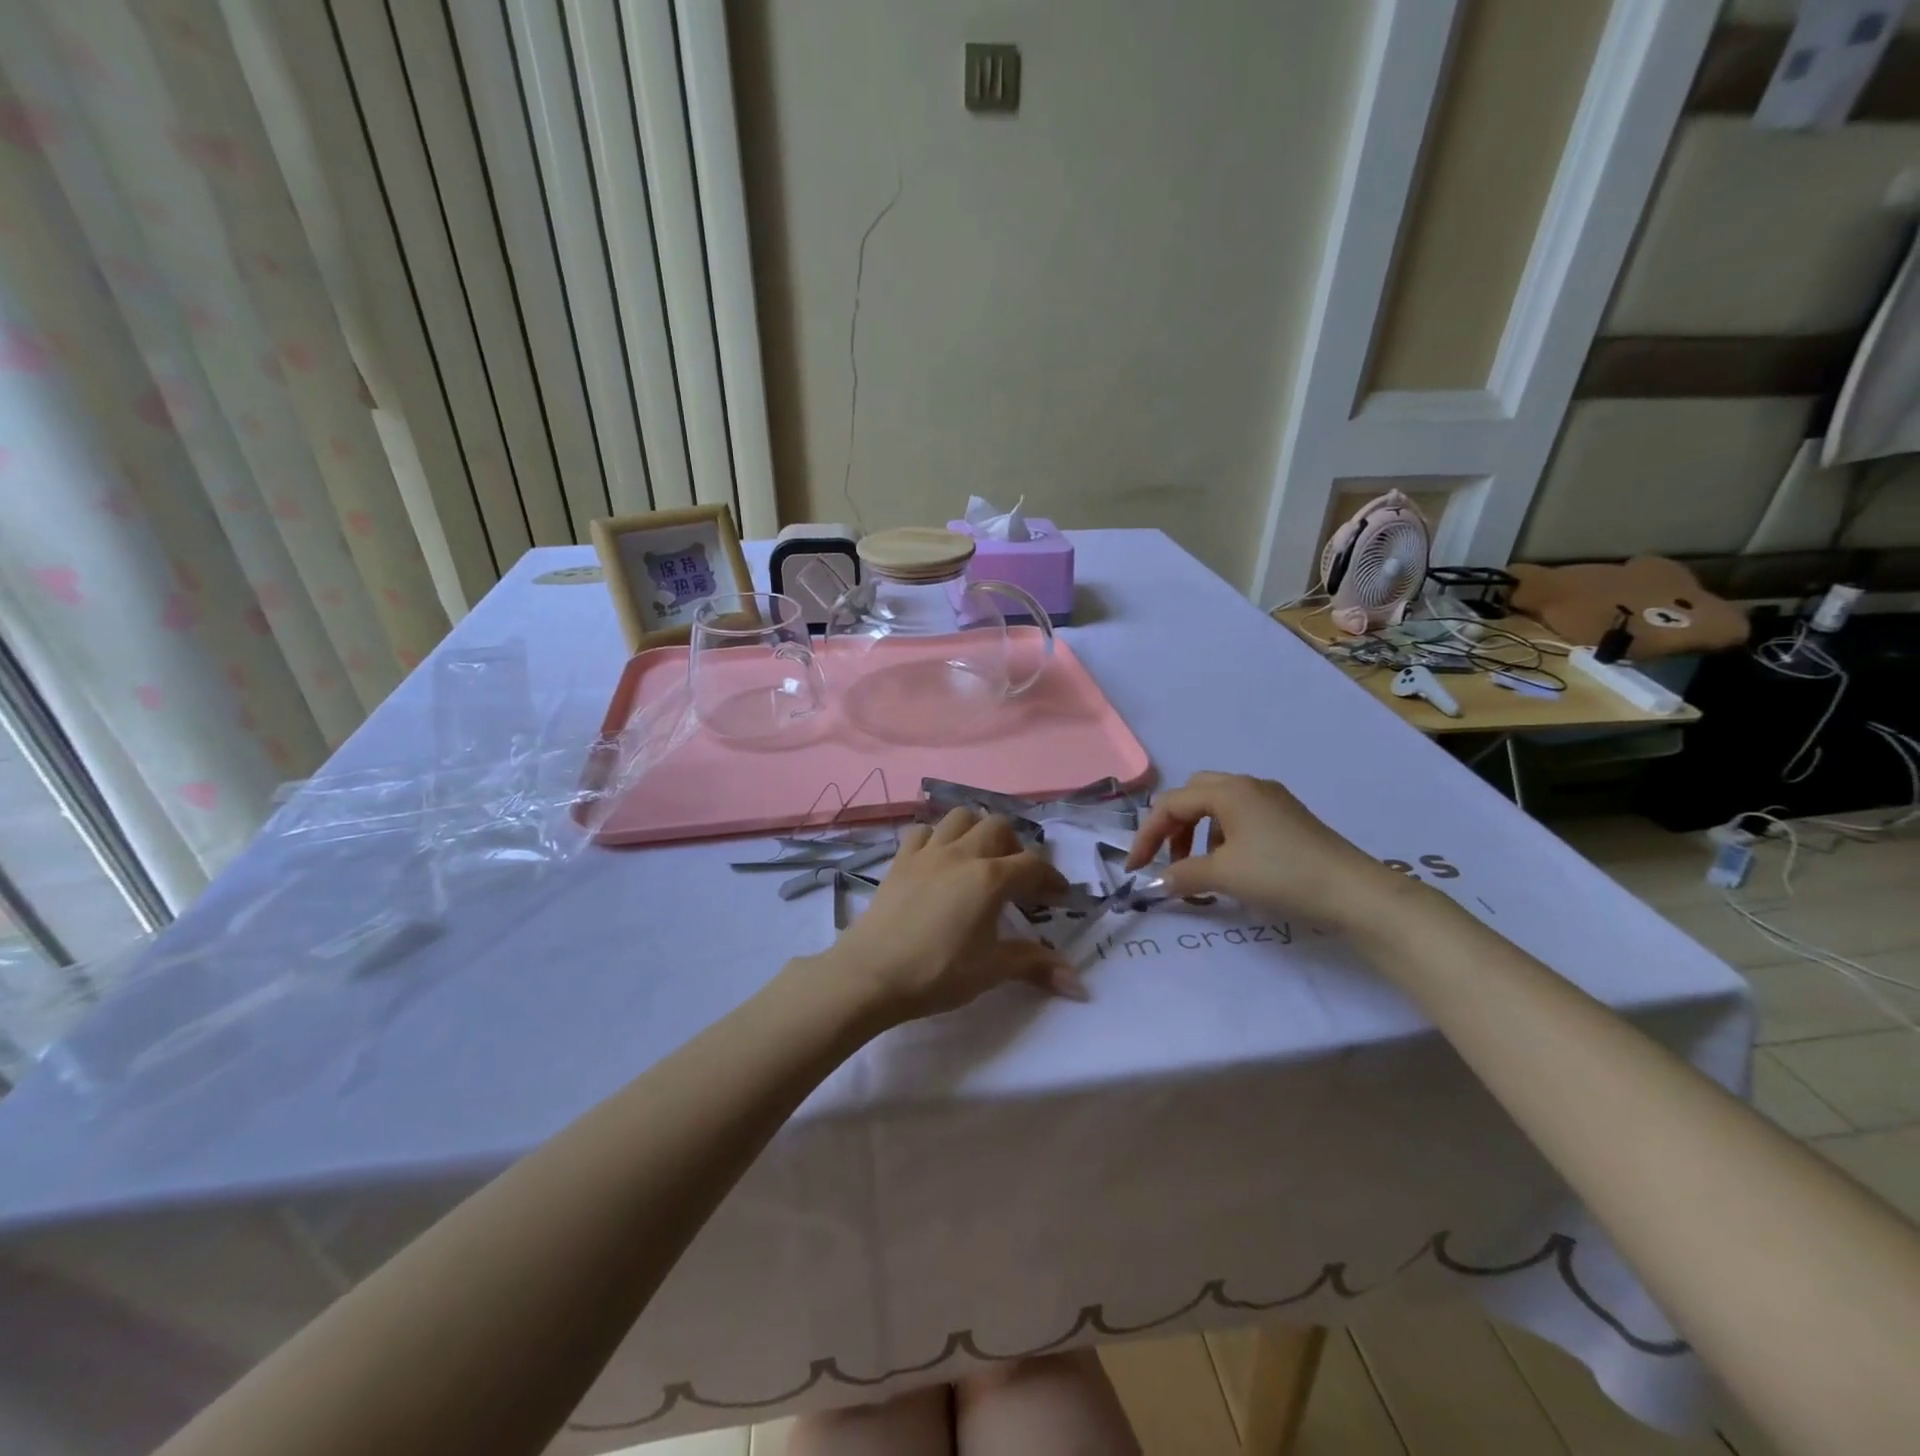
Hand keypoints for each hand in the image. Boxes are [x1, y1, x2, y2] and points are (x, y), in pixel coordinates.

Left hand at [821, 809, 1078, 1023]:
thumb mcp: (991, 970)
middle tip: (1016, 878)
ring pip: (960, 817)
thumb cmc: (937, 973)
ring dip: (976, 830)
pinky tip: (938, 860)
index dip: (1051, 878)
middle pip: (998, 827)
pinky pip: (922, 832)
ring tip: (979, 858)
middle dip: (1015, 846)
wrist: (871, 973)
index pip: (1033, 865)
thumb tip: (1077, 983)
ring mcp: (928, 852)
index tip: (1059, 897)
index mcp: (991, 878)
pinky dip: (936, 838)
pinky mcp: (900, 860)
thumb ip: (1034, 965)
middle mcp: (962, 854)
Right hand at [1126, 771, 1403, 927]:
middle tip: (1167, 858)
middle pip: (1193, 794)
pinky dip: (1222, 835)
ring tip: (1199, 866)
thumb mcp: (1224, 875)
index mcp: (1228, 790)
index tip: (1135, 869)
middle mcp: (1248, 785)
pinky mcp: (1288, 818)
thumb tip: (1157, 882)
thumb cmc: (1281, 874)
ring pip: (1217, 805)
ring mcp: (1272, 799)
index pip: (1171, 804)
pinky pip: (1240, 816)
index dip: (1147, 836)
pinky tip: (1233, 865)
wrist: (1353, 892)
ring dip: (1197, 831)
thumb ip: (1182, 874)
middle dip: (1172, 825)